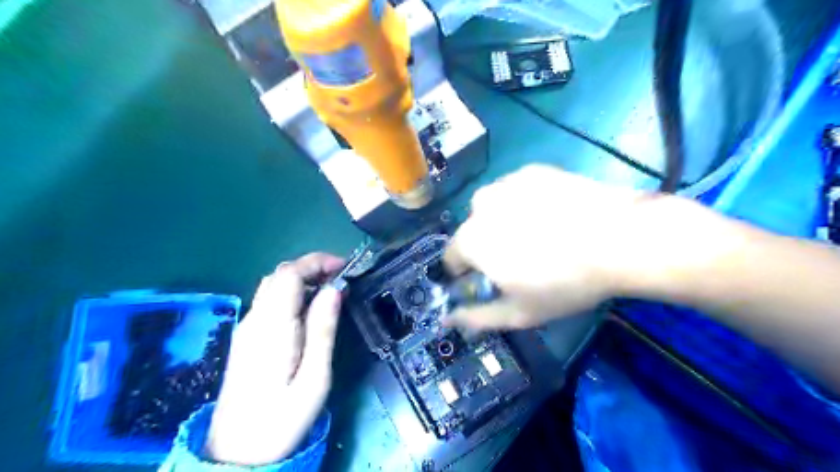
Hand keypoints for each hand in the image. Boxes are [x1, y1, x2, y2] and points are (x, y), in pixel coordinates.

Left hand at [205, 254, 345, 464]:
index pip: (288, 274)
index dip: (317, 262)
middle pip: (279, 275)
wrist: (236, 453)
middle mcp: (254, 320)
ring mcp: (247, 328)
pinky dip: (293, 292)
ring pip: (273, 285)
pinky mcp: (247, 337)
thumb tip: (335, 289)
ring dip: (303, 278)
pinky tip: (310, 309)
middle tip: (341, 278)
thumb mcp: (314, 378)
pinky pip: (270, 300)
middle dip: (312, 266)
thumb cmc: (281, 420)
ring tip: (331, 289)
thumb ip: (323, 330)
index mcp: (272, 328)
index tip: (344, 268)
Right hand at [443, 165, 709, 330]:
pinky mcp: (532, 171)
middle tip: (523, 260)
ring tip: (540, 235)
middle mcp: (480, 205)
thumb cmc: (565, 283)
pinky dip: (525, 204)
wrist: (620, 239)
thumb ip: (477, 318)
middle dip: (488, 246)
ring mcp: (507, 183)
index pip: (452, 258)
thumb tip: (448, 318)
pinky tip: (553, 215)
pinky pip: (516, 192)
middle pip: (473, 232)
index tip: (492, 281)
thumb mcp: (519, 312)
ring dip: (504, 222)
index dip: (468, 274)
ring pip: (493, 209)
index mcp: (471, 240)